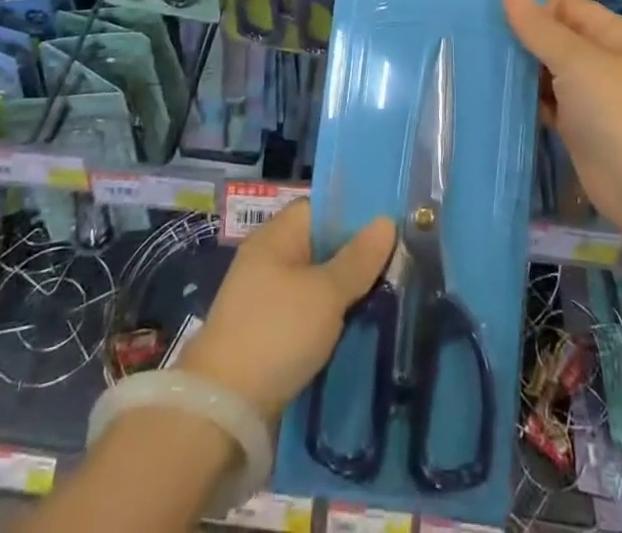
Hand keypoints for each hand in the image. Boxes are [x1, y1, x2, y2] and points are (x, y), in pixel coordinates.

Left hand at [181, 199, 394, 422]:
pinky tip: (360, 331)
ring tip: (389, 299)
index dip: (352, 214)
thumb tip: (386, 220)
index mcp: (275, 237)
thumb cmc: (276, 333)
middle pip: (320, 248)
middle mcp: (269, 261)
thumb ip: (358, 259)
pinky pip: (308, 317)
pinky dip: (331, 323)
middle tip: (398, 266)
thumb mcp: (326, 293)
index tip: (389, 228)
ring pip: (317, 286)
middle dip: (356, 259)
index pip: (319, 209)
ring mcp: (266, 301)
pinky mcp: (268, 338)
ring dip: (345, 295)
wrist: (223, 411)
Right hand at [503, 0, 621, 236]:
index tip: (495, 22)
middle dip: (521, 40)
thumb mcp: (576, 61)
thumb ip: (537, 26)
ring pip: (546, 69)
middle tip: (479, 44)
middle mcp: (603, 57)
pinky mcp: (578, 125)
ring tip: (481, 69)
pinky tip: (498, 98)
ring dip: (521, 71)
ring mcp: (591, 93)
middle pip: (552, 35)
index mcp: (613, 32)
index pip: (563, 5)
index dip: (533, 10)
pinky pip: (546, 101)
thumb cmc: (617, 112)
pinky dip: (527, 100)